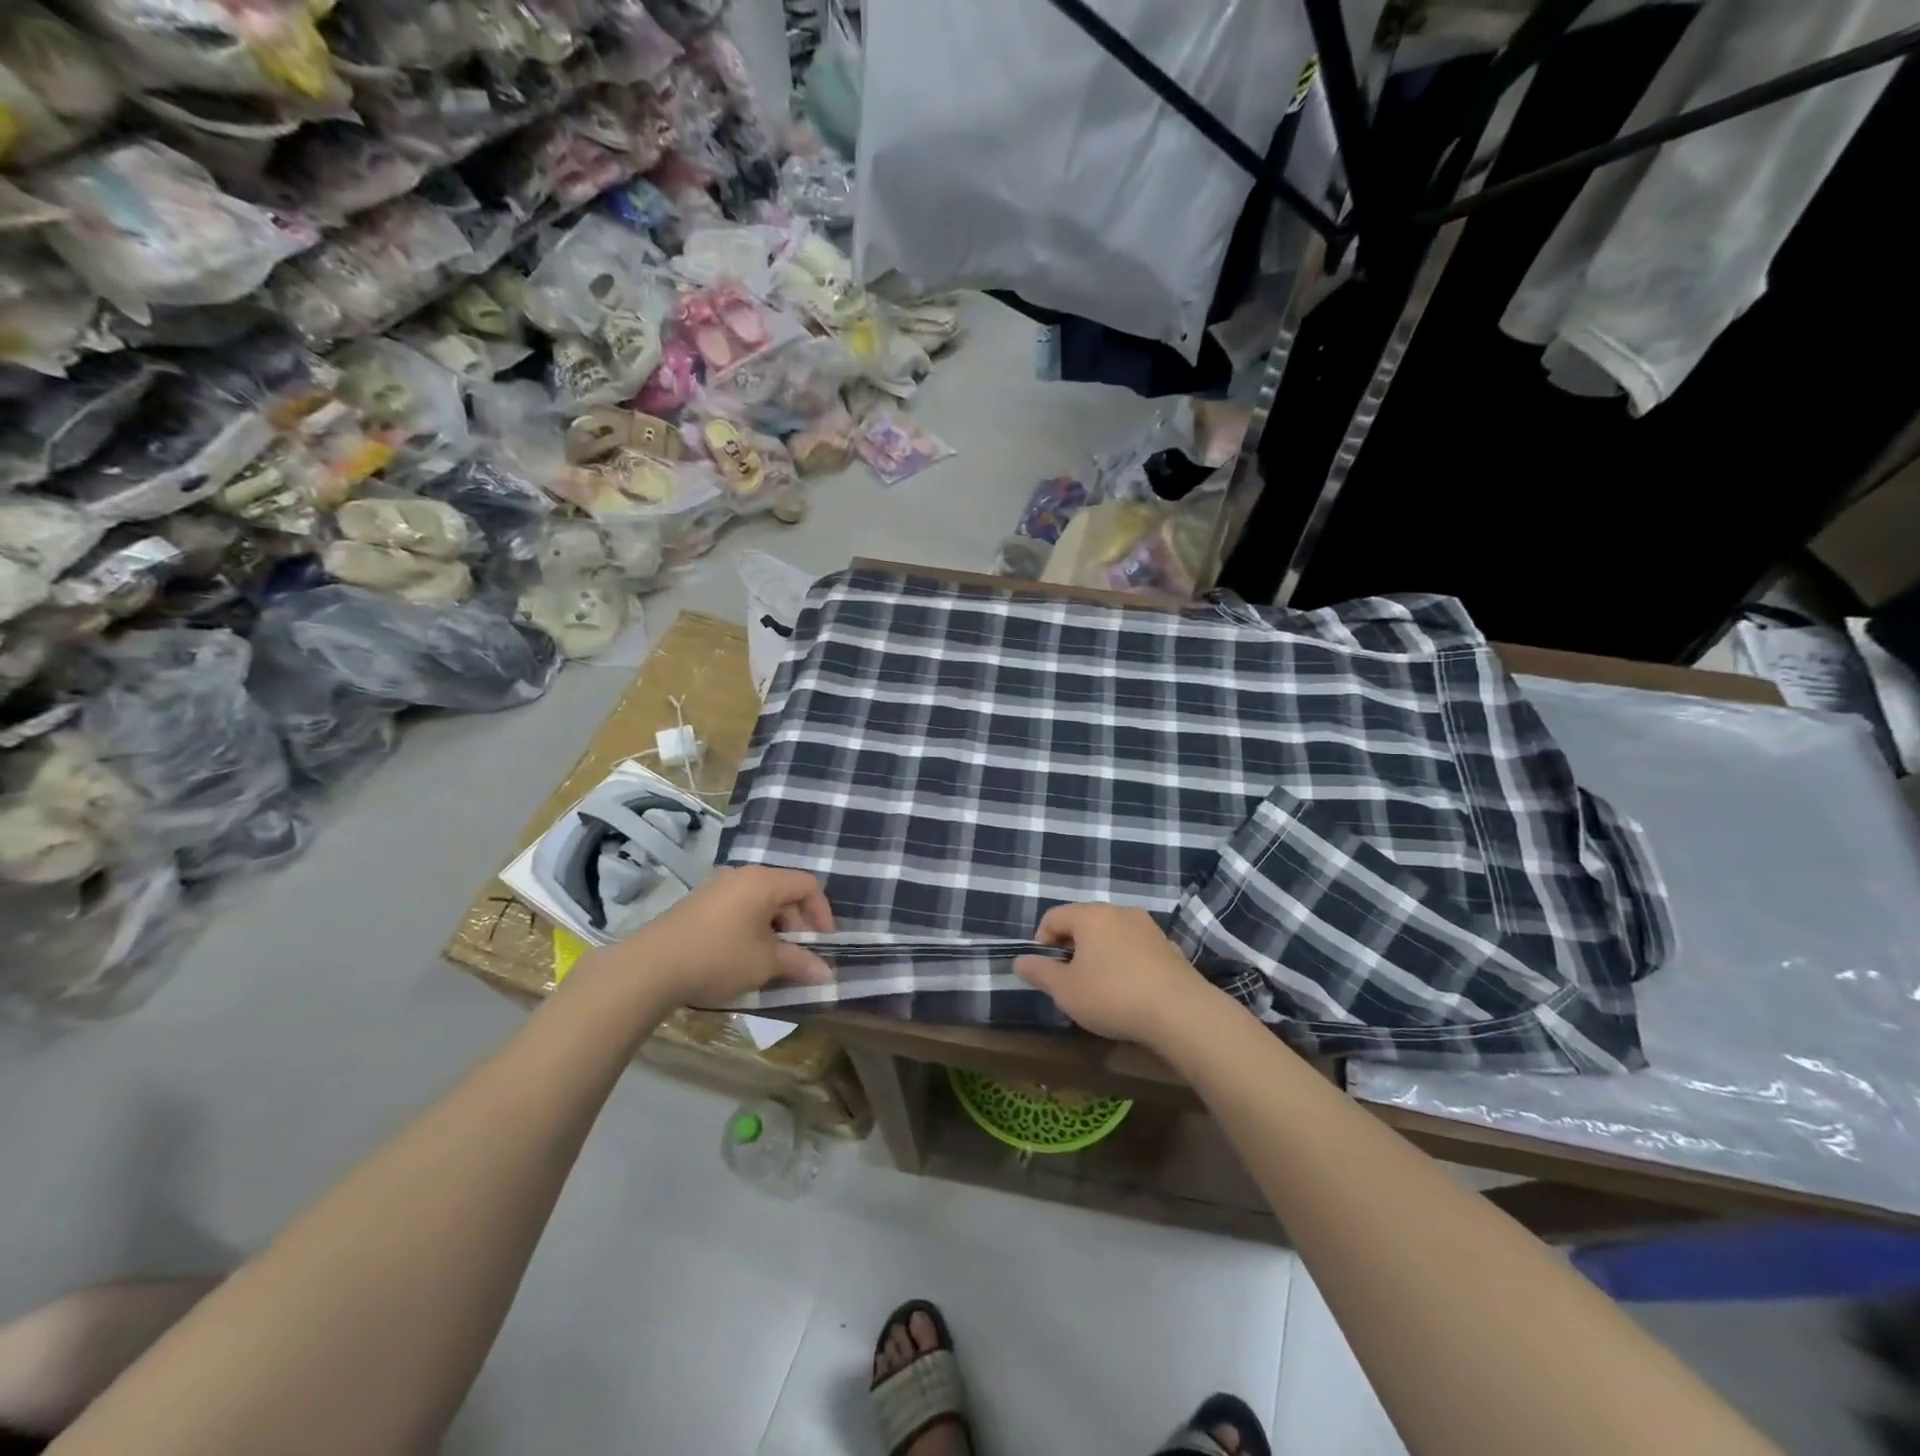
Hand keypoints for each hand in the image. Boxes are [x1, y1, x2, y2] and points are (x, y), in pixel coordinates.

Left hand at [604, 866, 835, 1006]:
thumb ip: (800, 963)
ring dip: (774, 929)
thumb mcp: (765, 963)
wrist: (649, 967)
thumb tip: (827, 974)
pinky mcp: (698, 903)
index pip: (808, 885)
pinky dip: (751, 928)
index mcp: (763, 881)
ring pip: (760, 902)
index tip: (822, 945)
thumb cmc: (717, 958)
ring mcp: (717, 887)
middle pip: (784, 892)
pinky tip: (742, 957)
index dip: (822, 914)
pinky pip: (738, 908)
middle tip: (797, 958)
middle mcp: (742, 875)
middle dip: (798, 925)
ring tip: (769, 962)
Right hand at [1012, 903, 1211, 1045]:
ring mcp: (1148, 927)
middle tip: (1070, 980)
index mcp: (1090, 915)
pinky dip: (1125, 962)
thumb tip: (1019, 960)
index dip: (1042, 941)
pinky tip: (1130, 991)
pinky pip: (1135, 948)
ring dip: (1100, 954)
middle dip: (1072, 948)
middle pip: (1084, 922)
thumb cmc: (1112, 996)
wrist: (1180, 1011)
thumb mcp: (1066, 990)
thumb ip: (1040, 972)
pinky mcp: (1169, 947)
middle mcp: (1119, 912)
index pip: (1054, 916)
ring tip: (1100, 987)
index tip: (1046, 970)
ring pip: (1112, 934)